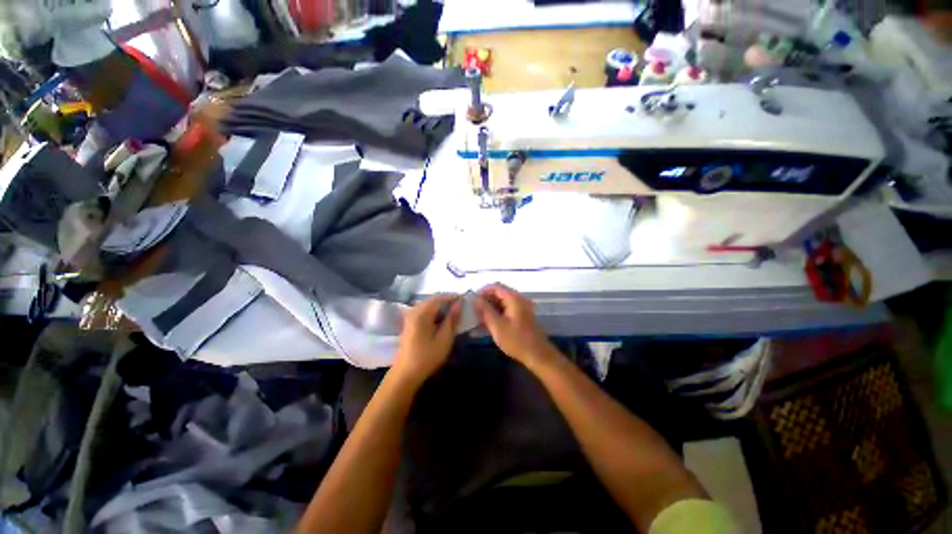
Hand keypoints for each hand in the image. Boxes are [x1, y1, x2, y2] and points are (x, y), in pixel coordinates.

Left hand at [393, 295, 460, 382]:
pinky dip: (433, 311)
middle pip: (432, 300)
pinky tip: (440, 319)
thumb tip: (459, 304)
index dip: (452, 297)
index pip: (439, 298)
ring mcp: (410, 317)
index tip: (464, 299)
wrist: (406, 374)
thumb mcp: (444, 339)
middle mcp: (414, 311)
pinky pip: (423, 311)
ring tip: (452, 312)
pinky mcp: (409, 324)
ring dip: (440, 306)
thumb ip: (452, 319)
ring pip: (427, 305)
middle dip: (446, 300)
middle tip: (460, 306)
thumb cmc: (427, 357)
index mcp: (422, 314)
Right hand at [473, 284, 553, 364]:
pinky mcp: (520, 316)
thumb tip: (475, 299)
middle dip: (485, 300)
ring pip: (501, 302)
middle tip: (473, 310)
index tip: (471, 300)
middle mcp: (518, 299)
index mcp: (514, 298)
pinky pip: (505, 310)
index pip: (495, 286)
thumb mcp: (497, 326)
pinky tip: (486, 323)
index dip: (482, 291)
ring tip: (477, 318)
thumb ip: (485, 310)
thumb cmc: (516, 340)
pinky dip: (496, 314)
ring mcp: (520, 308)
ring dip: (489, 308)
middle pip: (498, 293)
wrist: (537, 355)